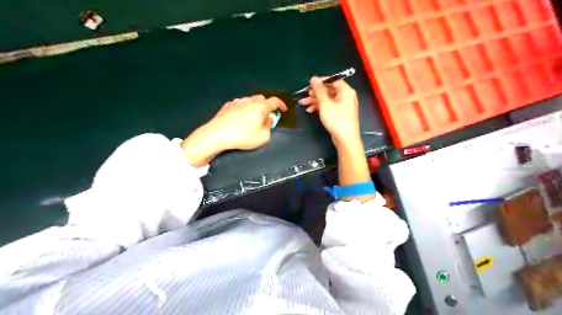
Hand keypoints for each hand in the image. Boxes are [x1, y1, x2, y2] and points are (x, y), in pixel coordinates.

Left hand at [181, 94, 287, 167]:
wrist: (217, 134)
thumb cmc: (243, 136)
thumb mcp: (263, 137)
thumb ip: (269, 127)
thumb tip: (269, 120)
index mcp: (261, 107)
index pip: (275, 101)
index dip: (281, 104)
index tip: (283, 110)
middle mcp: (250, 100)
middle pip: (262, 99)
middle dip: (267, 106)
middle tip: (267, 116)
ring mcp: (237, 101)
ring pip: (250, 100)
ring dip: (255, 107)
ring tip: (253, 118)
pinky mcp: (227, 105)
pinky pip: (240, 104)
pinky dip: (244, 109)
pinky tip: (240, 118)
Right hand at [298, 76, 358, 142]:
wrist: (345, 139)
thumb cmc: (336, 119)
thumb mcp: (325, 103)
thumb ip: (319, 90)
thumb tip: (314, 78)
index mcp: (345, 91)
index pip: (333, 80)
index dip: (321, 81)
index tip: (310, 84)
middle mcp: (346, 96)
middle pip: (329, 90)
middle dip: (316, 93)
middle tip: (305, 96)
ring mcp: (343, 105)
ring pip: (327, 99)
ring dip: (315, 101)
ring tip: (303, 103)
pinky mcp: (340, 114)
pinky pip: (329, 106)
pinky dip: (320, 107)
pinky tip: (310, 110)